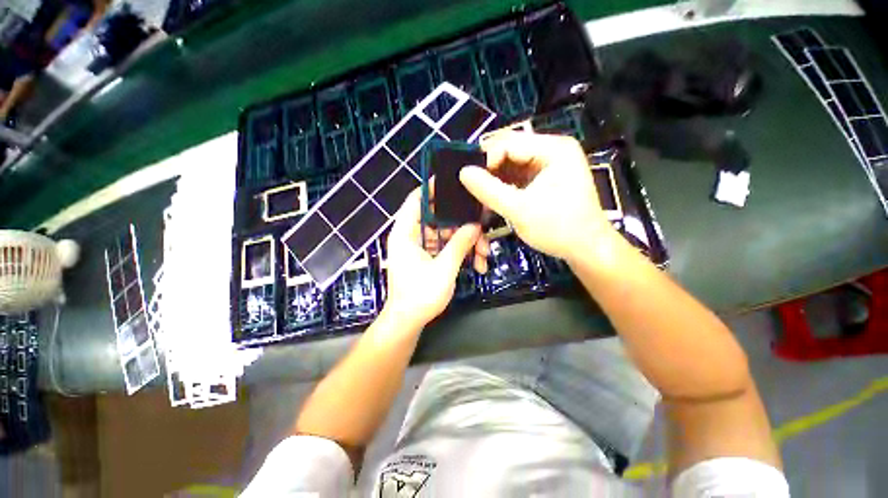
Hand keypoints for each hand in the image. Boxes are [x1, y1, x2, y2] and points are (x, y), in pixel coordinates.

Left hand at [383, 189, 480, 329]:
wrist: (409, 322)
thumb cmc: (419, 296)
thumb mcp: (443, 269)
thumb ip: (460, 244)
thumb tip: (476, 225)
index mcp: (405, 233)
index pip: (416, 200)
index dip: (433, 188)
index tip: (455, 182)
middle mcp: (411, 235)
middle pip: (438, 217)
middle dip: (462, 224)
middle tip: (483, 226)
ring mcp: (421, 247)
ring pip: (447, 234)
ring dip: (466, 242)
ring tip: (485, 254)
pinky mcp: (429, 257)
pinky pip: (447, 247)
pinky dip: (461, 252)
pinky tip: (478, 264)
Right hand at [460, 132, 617, 261]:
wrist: (586, 249)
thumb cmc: (559, 229)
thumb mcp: (520, 210)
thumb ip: (490, 190)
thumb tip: (463, 172)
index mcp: (553, 149)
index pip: (509, 143)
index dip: (485, 159)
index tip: (468, 181)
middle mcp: (551, 150)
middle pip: (509, 152)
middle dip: (488, 170)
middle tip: (470, 188)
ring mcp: (547, 164)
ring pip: (510, 165)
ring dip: (493, 180)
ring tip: (478, 196)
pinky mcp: (543, 179)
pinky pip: (516, 176)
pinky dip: (502, 187)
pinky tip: (492, 199)